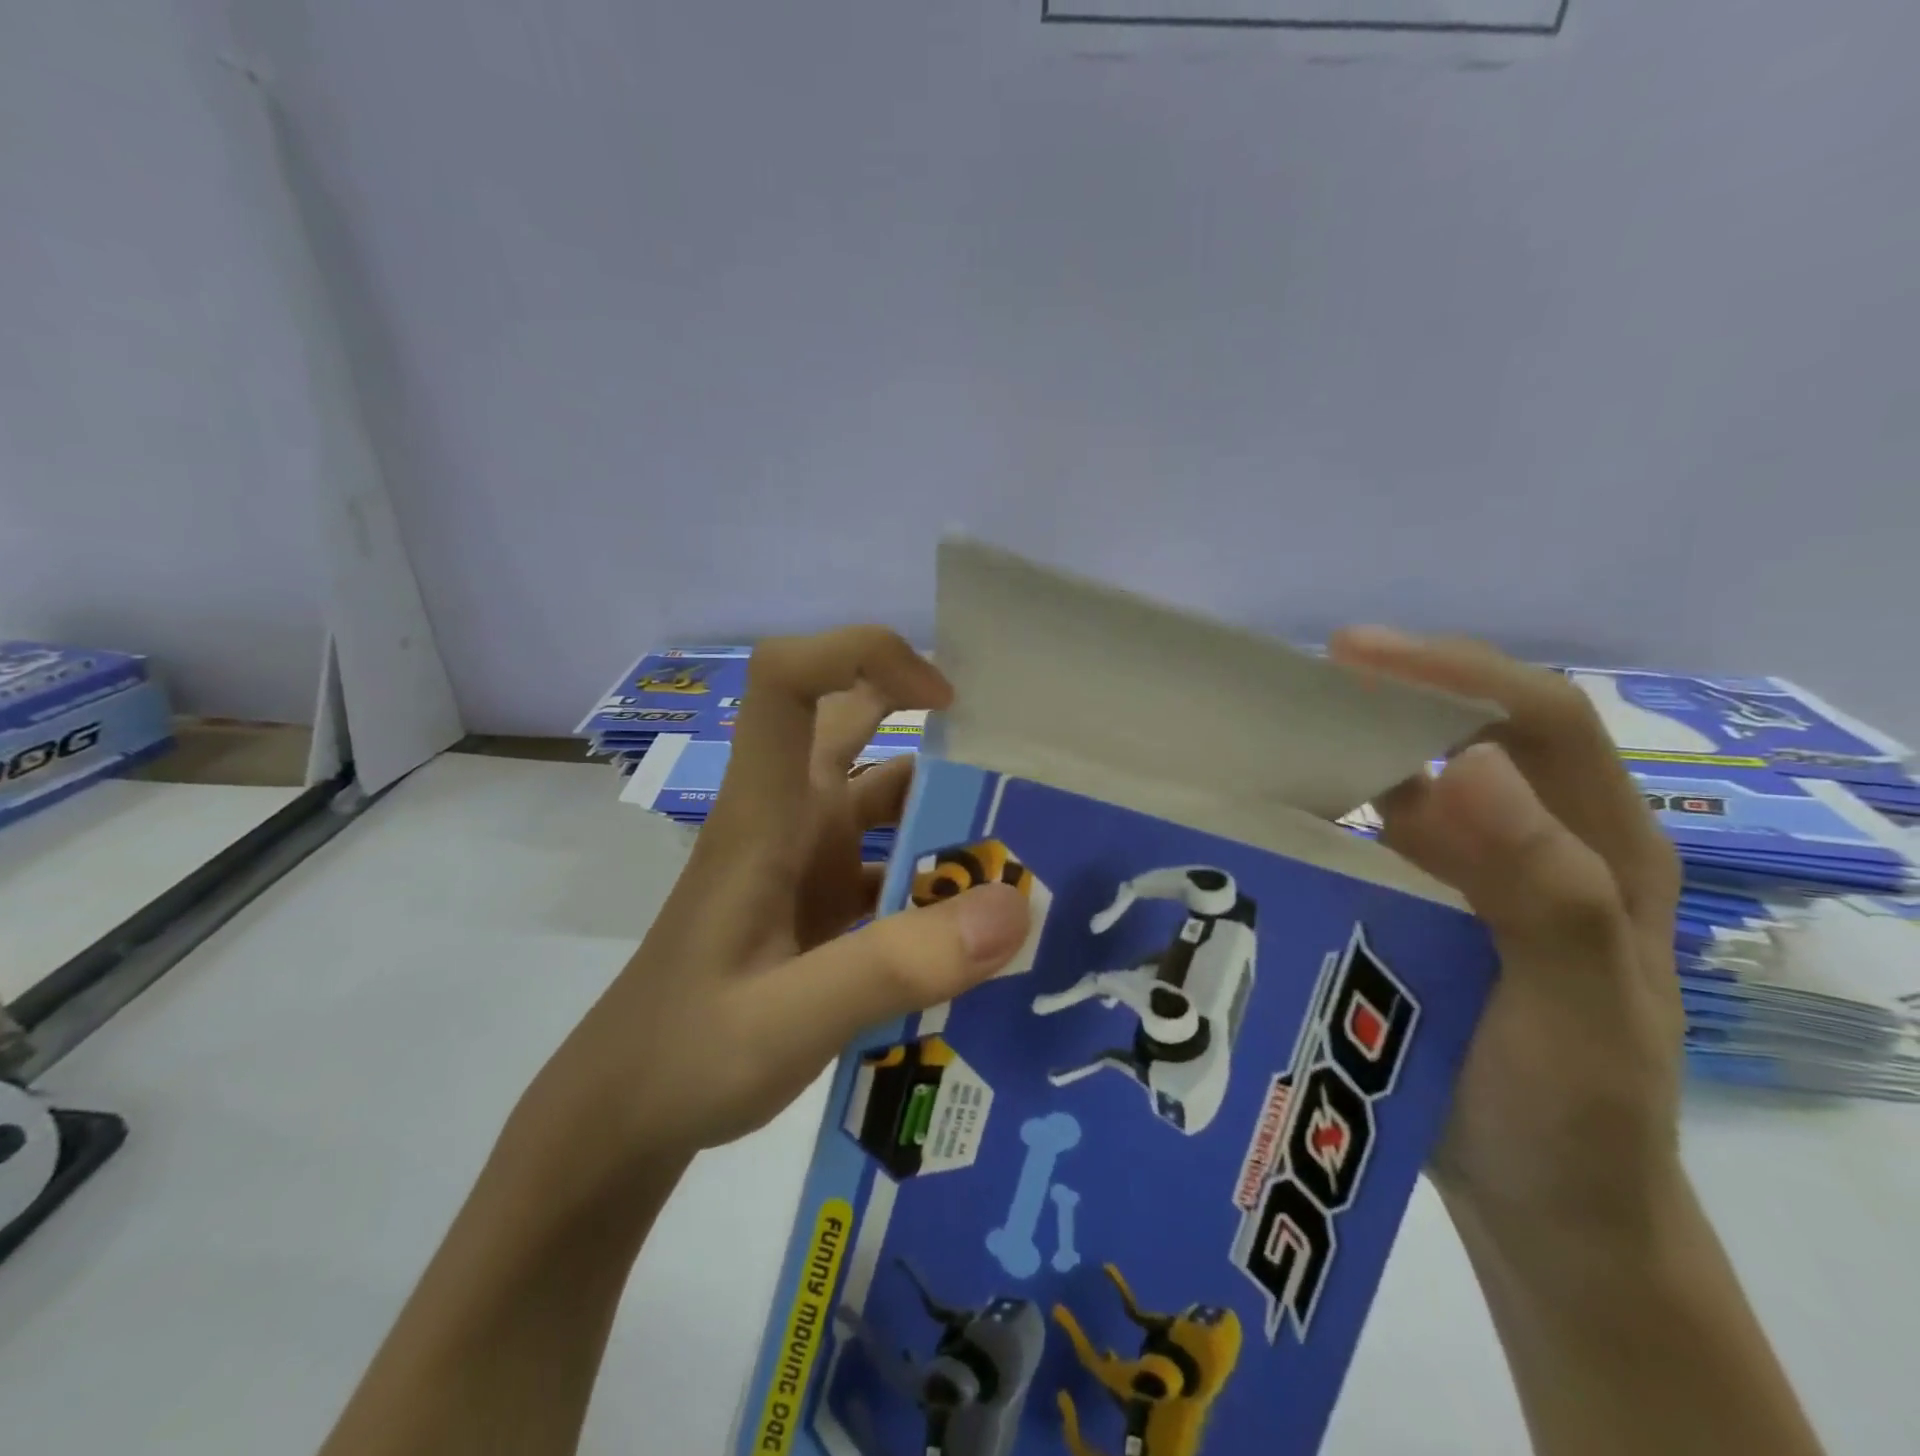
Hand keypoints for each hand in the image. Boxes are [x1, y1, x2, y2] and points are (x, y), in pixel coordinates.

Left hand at [525, 627, 1032, 1165]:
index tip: (944, 697)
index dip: (859, 654)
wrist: (625, 1117)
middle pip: (849, 723)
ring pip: (882, 799)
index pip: (787, 682)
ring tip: (1025, 844)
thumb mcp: (789, 1018)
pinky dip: (936, 878)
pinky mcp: (820, 905)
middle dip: (927, 720)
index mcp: (764, 814)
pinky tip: (985, 924)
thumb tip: (1012, 906)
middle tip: (1014, 758)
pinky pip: (890, 866)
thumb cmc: (685, 1054)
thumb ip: (895, 965)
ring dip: (945, 810)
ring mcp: (805, 862)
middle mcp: (788, 819)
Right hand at [1329, 629, 1687, 1260]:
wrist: (1542, 1203)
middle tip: (1295, 685)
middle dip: (1392, 690)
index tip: (1353, 654)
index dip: (1453, 672)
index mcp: (1599, 849)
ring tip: (1271, 731)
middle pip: (1470, 729)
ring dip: (1352, 741)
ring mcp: (1473, 872)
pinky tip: (1276, 806)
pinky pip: (1373, 829)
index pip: (1537, 720)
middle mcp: (1535, 842)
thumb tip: (1466, 765)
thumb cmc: (1573, 1115)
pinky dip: (1330, 803)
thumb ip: (1548, 894)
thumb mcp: (1579, 1014)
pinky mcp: (1421, 901)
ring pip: (1413, 776)